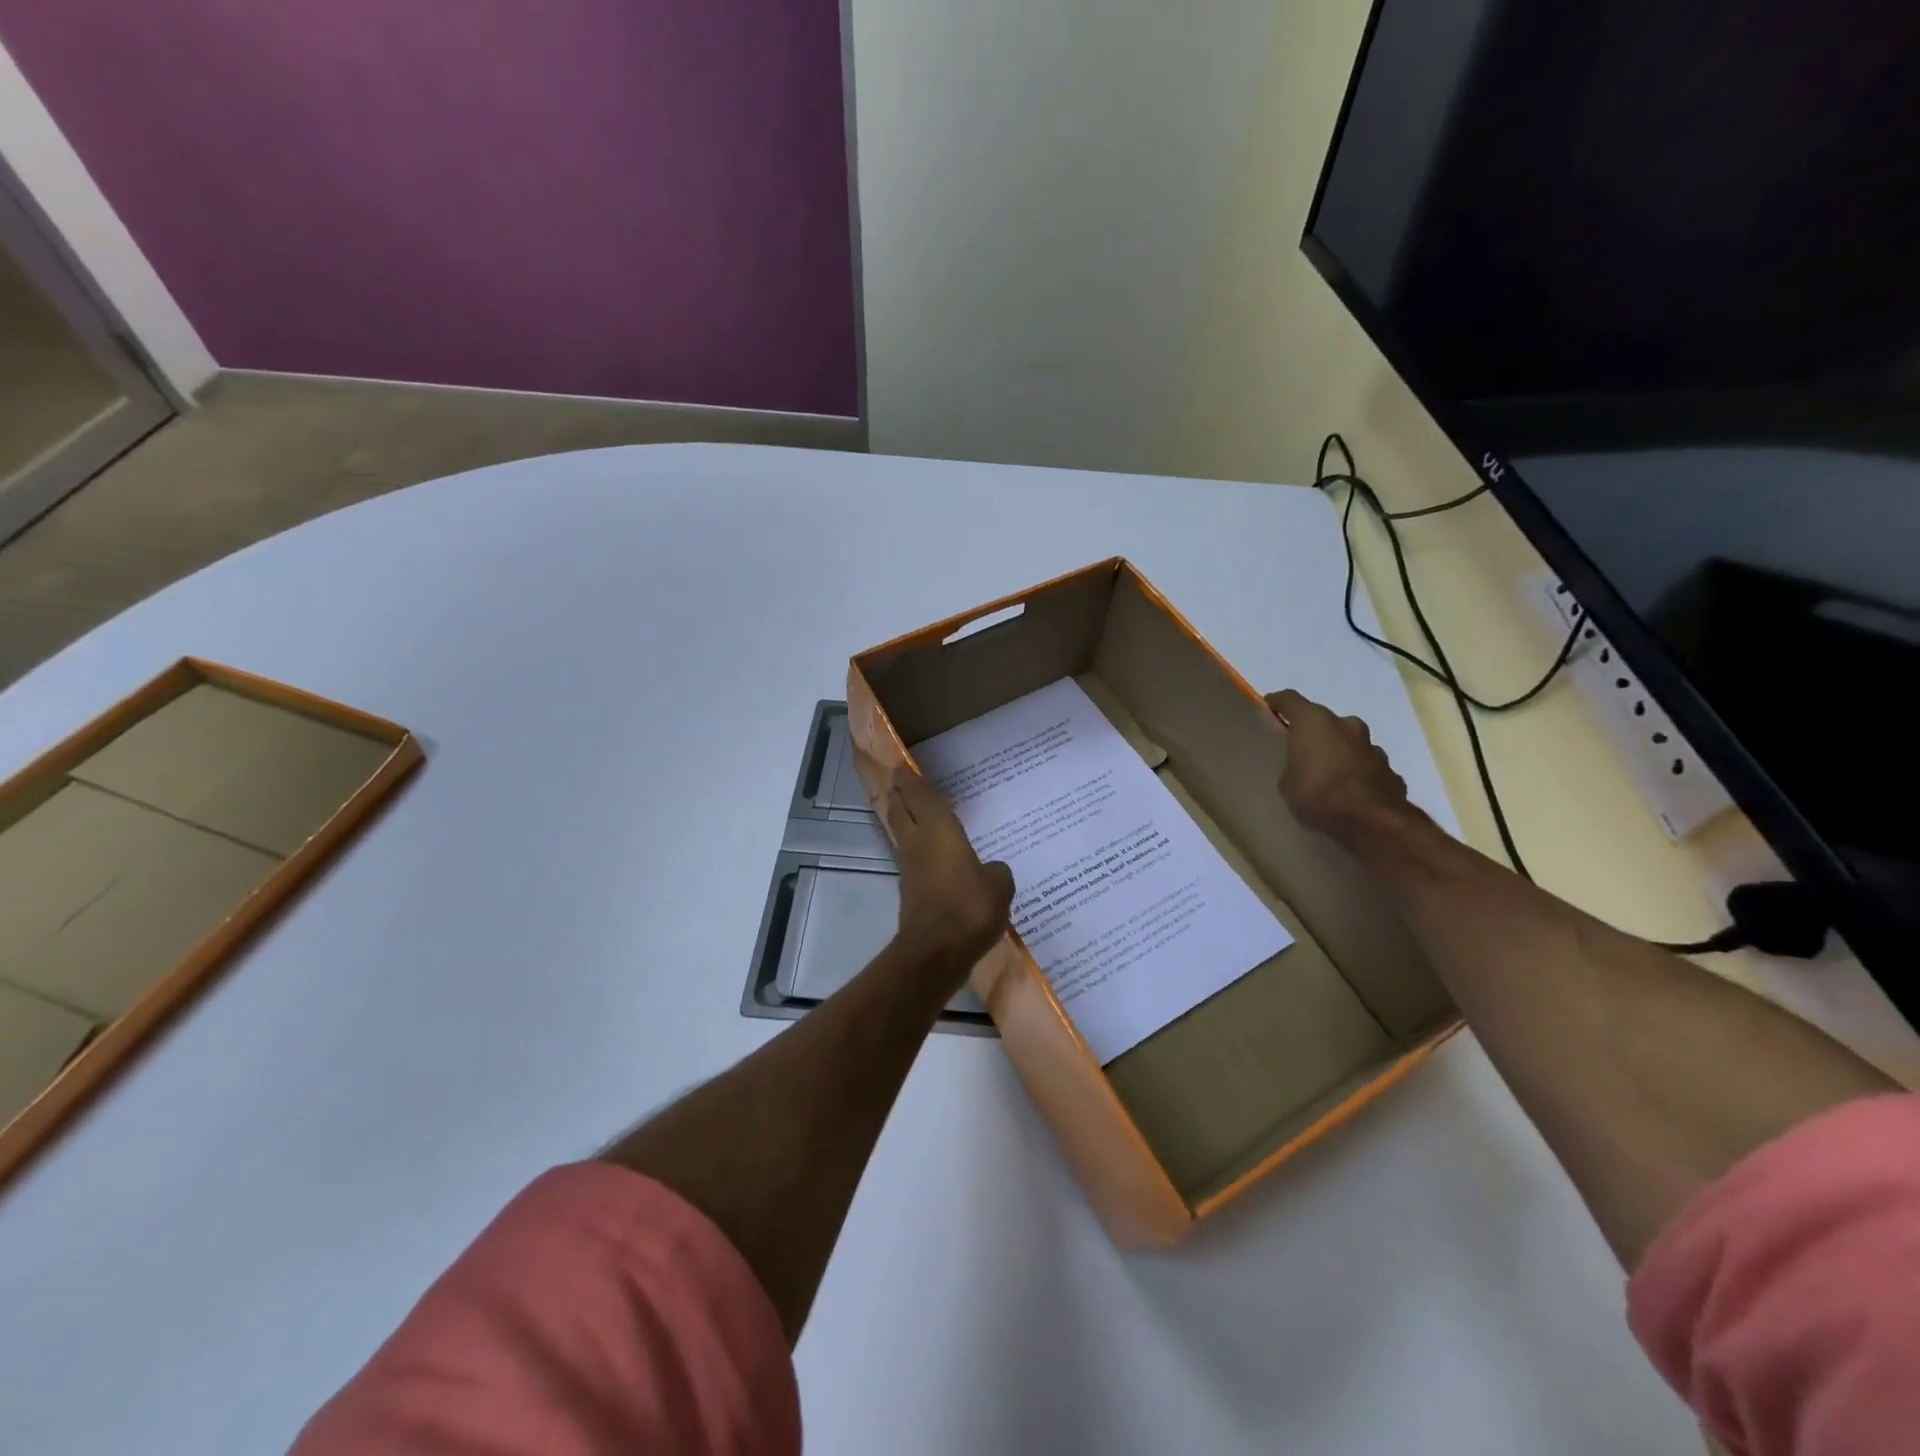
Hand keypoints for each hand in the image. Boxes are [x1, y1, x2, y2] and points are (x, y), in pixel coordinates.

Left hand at [883, 767, 1014, 984]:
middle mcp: (918, 843)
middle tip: (900, 784)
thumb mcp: (998, 885)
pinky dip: (918, 852)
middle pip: (901, 812)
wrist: (936, 951)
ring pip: (903, 835)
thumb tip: (990, 872)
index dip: (910, 780)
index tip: (901, 768)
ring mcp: (910, 869)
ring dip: (905, 822)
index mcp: (938, 830)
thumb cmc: (969, 907)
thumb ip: (995, 872)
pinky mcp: (910, 893)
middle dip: (899, 796)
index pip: (920, 796)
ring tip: (916, 815)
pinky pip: (912, 861)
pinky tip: (932, 857)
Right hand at [1265, 689, 1415, 842]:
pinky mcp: (1391, 770)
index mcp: (1315, 722)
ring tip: (1329, 776)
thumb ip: (1294, 767)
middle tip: (1302, 751)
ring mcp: (1373, 747)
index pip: (1290, 700)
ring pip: (1350, 743)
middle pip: (1326, 722)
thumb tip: (1303, 768)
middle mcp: (1346, 726)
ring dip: (1340, 753)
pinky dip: (1358, 774)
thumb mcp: (1287, 783)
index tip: (1269, 707)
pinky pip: (1367, 766)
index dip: (1278, 702)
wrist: (1371, 821)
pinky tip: (1351, 793)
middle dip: (1315, 734)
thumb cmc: (1318, 794)